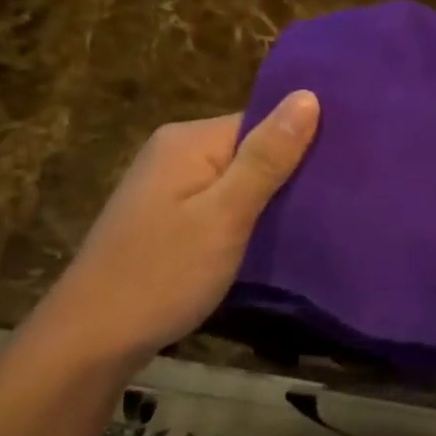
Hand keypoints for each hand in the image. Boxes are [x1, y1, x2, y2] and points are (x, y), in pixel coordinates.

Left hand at [34, 91, 319, 372]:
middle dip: (286, 173)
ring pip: (234, 180)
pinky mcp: (164, 218)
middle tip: (337, 199)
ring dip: (266, 200)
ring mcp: (165, 187)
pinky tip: (268, 240)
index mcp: (188, 140)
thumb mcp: (225, 215)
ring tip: (315, 219)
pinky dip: (242, 219)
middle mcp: (173, 152)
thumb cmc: (163, 273)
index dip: (300, 142)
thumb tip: (308, 96)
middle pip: (247, 149)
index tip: (343, 169)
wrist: (91, 340)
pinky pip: (216, 204)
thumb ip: (266, 157)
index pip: (260, 122)